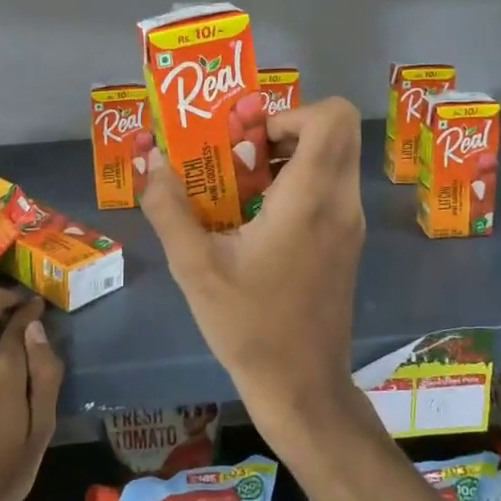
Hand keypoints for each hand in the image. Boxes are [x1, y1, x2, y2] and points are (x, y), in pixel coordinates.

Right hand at [138, 97, 365, 437]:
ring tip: (242, 189)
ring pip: (334, 161)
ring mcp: (349, 225)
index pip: (333, 117)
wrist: (302, 387)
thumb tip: (150, 160)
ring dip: (290, 159)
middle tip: (242, 157)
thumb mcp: (195, 267)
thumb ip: (169, 208)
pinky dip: (299, 185)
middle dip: (287, 131)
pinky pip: (330, 189)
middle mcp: (341, 202)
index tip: (250, 141)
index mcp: (311, 198)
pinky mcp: (347, 244)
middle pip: (337, 132)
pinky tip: (257, 222)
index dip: (291, 113)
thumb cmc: (249, 325)